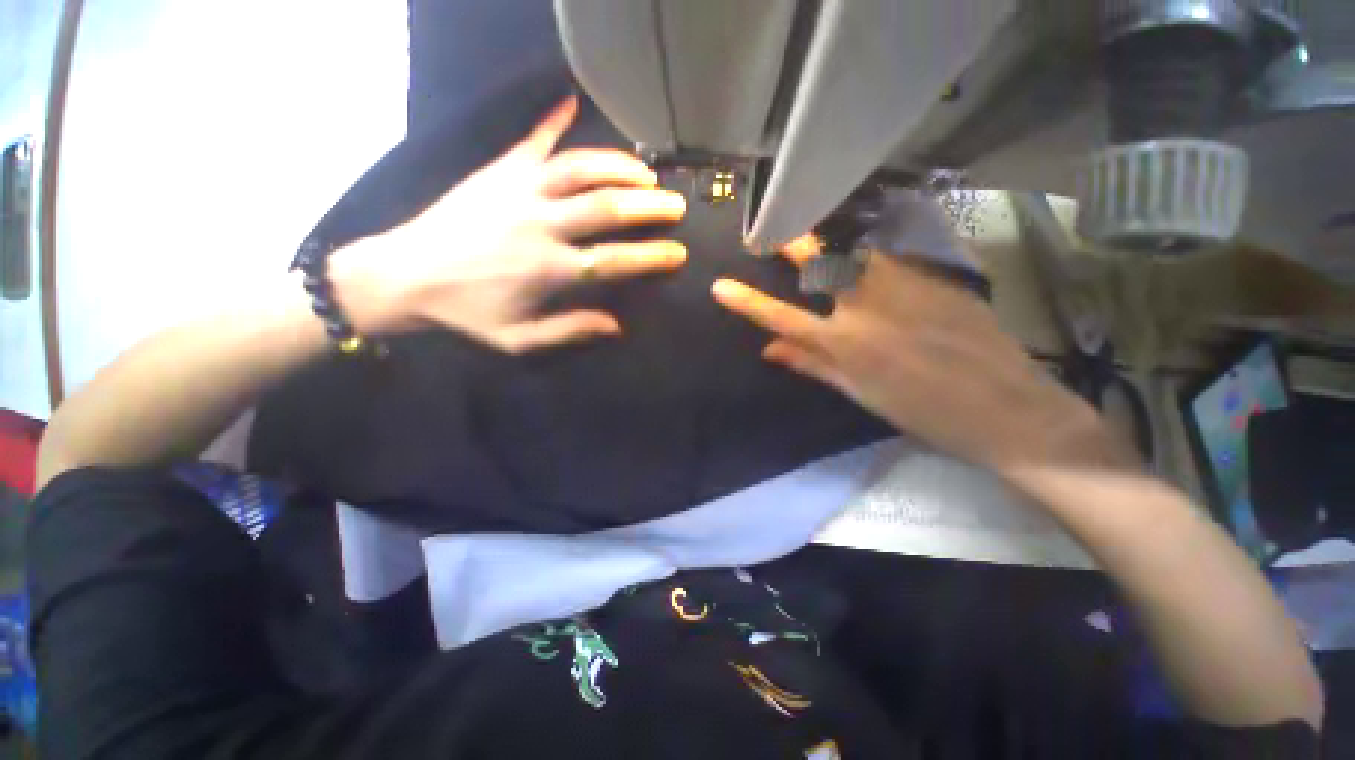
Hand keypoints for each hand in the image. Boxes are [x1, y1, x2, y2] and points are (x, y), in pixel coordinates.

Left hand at [328, 97, 688, 352]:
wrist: (402, 276)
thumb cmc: (465, 313)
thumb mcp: (517, 340)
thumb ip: (569, 331)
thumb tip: (617, 326)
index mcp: (549, 269)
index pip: (615, 260)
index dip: (651, 257)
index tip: (678, 253)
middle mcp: (541, 224)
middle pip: (607, 207)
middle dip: (649, 205)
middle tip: (676, 204)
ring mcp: (519, 190)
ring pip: (580, 168)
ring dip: (618, 166)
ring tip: (647, 170)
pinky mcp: (498, 171)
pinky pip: (532, 140)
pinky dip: (554, 118)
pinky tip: (573, 100)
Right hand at [712, 249, 1139, 473]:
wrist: (1007, 409)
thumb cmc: (924, 413)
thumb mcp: (859, 394)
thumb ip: (811, 365)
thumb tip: (768, 350)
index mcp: (844, 344)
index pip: (780, 317)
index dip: (747, 302)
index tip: (720, 286)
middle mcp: (867, 306)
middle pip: (819, 263)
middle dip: (790, 243)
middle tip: (771, 229)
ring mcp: (905, 285)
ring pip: (857, 252)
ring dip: (832, 244)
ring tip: (820, 242)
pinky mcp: (936, 276)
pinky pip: (893, 259)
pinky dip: (872, 257)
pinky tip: (872, 262)